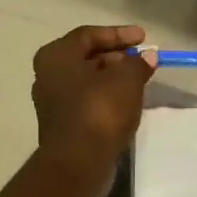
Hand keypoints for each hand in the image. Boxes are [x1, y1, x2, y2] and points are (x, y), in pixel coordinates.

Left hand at [32, 25, 156, 187]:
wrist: (78, 163)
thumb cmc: (99, 110)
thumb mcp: (127, 79)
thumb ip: (138, 63)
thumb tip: (147, 56)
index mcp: (56, 56)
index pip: (90, 34)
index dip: (119, 33)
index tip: (144, 38)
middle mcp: (48, 75)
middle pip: (87, 56)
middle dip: (117, 56)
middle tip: (142, 59)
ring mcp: (53, 101)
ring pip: (88, 80)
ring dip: (113, 77)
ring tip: (140, 79)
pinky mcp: (63, 123)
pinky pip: (88, 100)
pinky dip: (107, 96)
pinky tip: (127, 101)